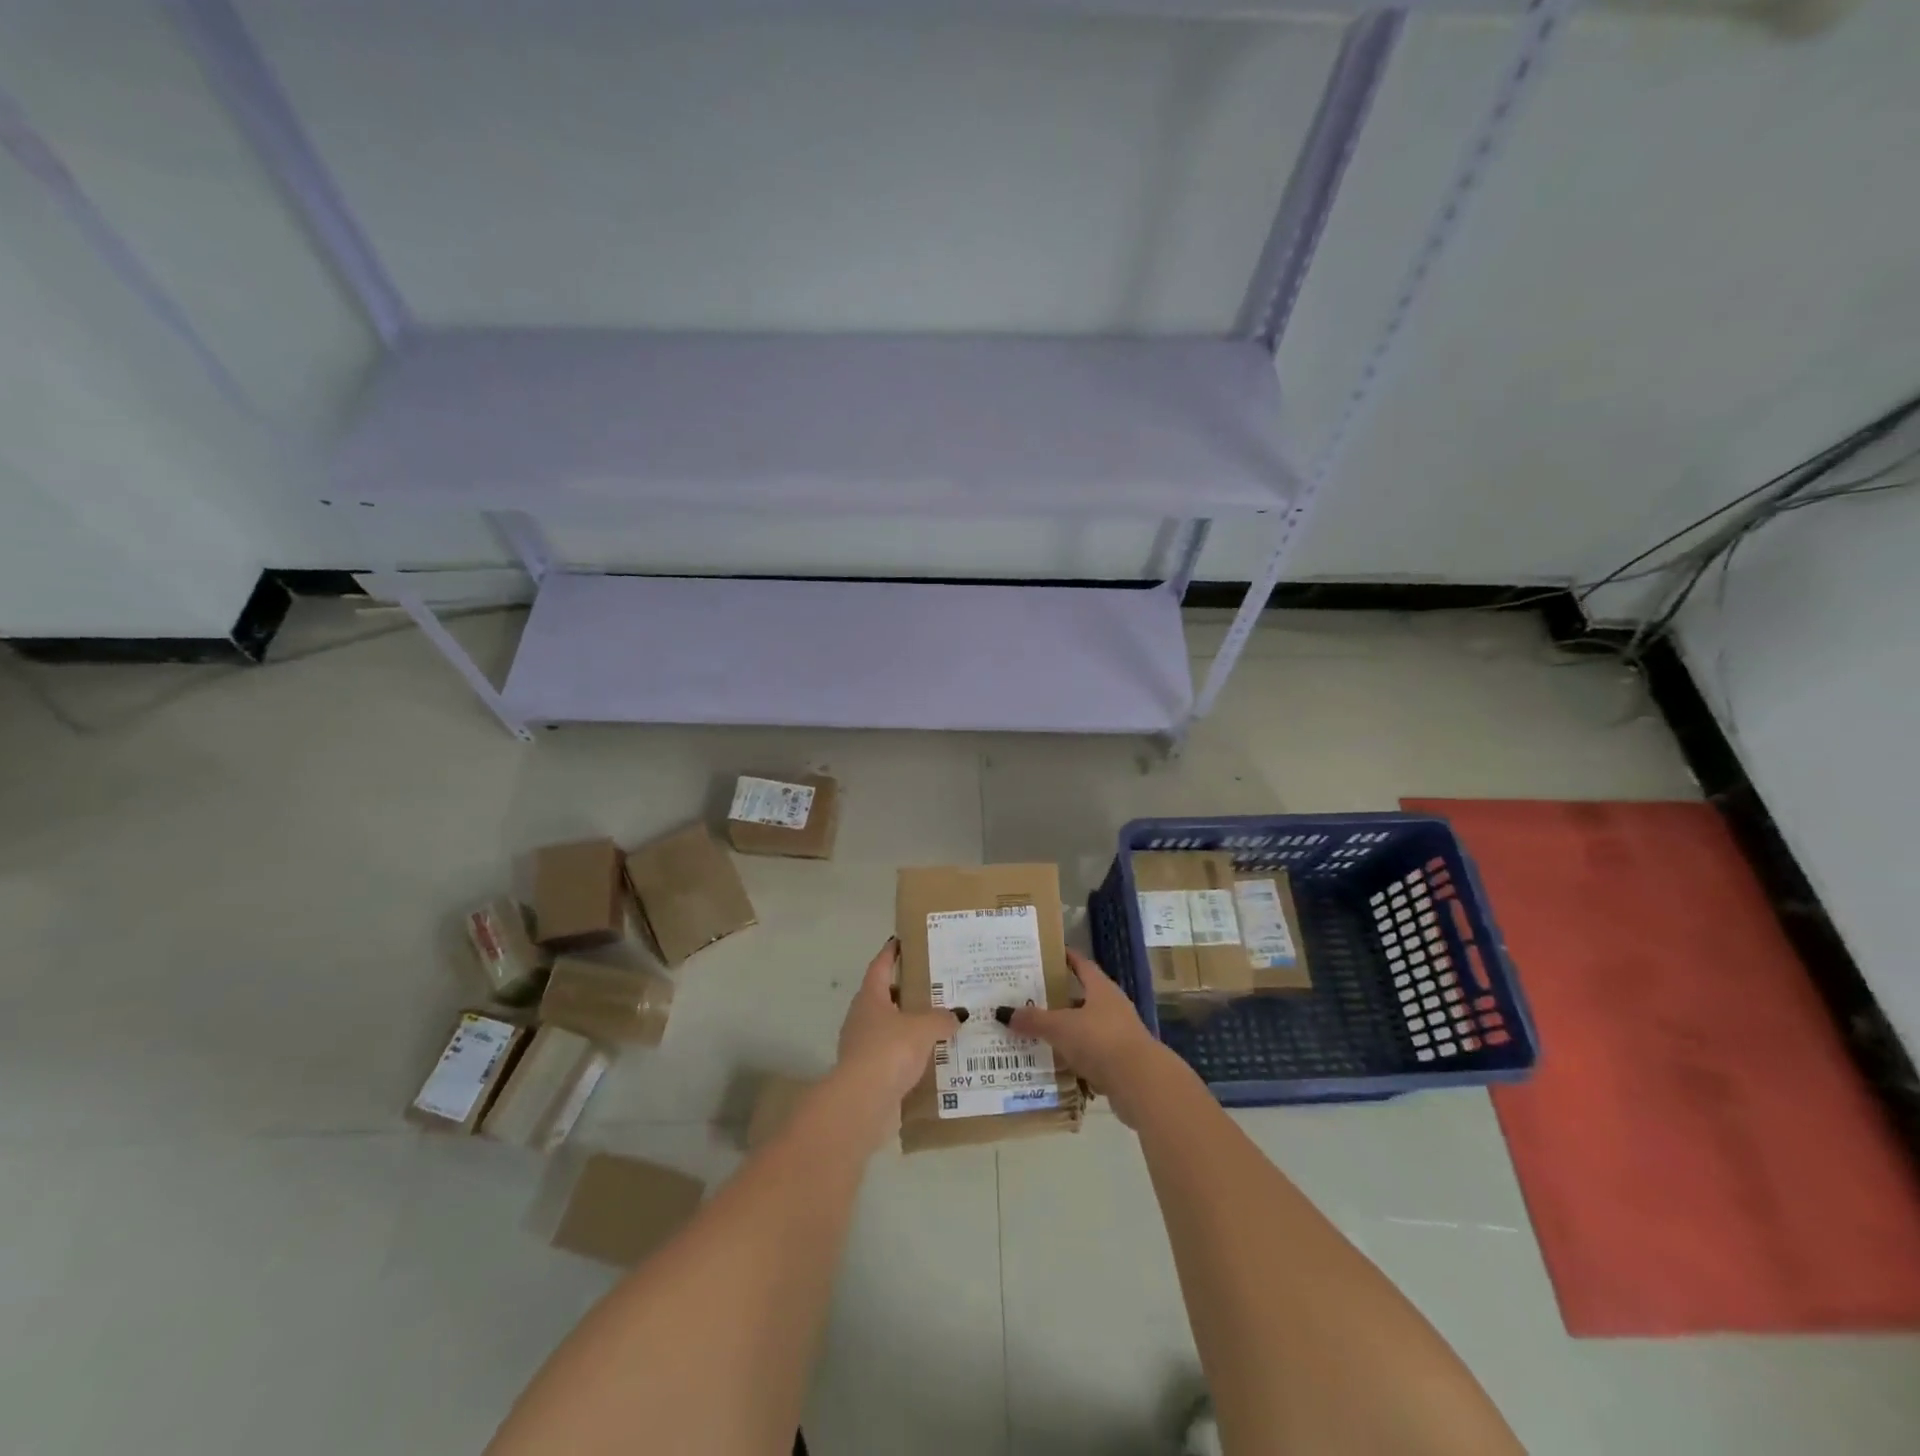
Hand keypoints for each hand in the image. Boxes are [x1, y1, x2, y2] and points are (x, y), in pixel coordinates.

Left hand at [836, 938, 958, 1108]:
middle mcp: (862, 1018)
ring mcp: (862, 1047)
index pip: (880, 966)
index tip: (901, 941)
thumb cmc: (889, 1051)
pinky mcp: (868, 1074)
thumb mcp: (923, 1028)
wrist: (863, 1102)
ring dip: (908, 1025)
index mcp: (870, 997)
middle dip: (906, 991)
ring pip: (889, 1028)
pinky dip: (908, 1054)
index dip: (891, 953)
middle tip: (934, 986)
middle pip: (884, 997)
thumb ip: (941, 1018)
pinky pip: (892, 1056)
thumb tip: (957, 1015)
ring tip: (938, 1023)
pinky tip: (930, 1057)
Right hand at [1009, 949, 1172, 1126]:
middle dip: (1059, 998)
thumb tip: (1003, 1012)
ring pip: (1086, 1027)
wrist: (1141, 1083)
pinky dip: (1073, 1057)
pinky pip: (1090, 1054)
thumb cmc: (1100, 1041)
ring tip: (1036, 1032)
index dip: (1066, 958)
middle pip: (1082, 997)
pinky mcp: (1120, 1062)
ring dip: (1066, 1030)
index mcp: (1101, 989)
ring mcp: (1119, 1035)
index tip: (1047, 954)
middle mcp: (1112, 1007)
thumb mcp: (1061, 1027)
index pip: (1082, 964)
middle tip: (1030, 997)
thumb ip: (1034, 1020)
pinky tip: (1054, 1063)